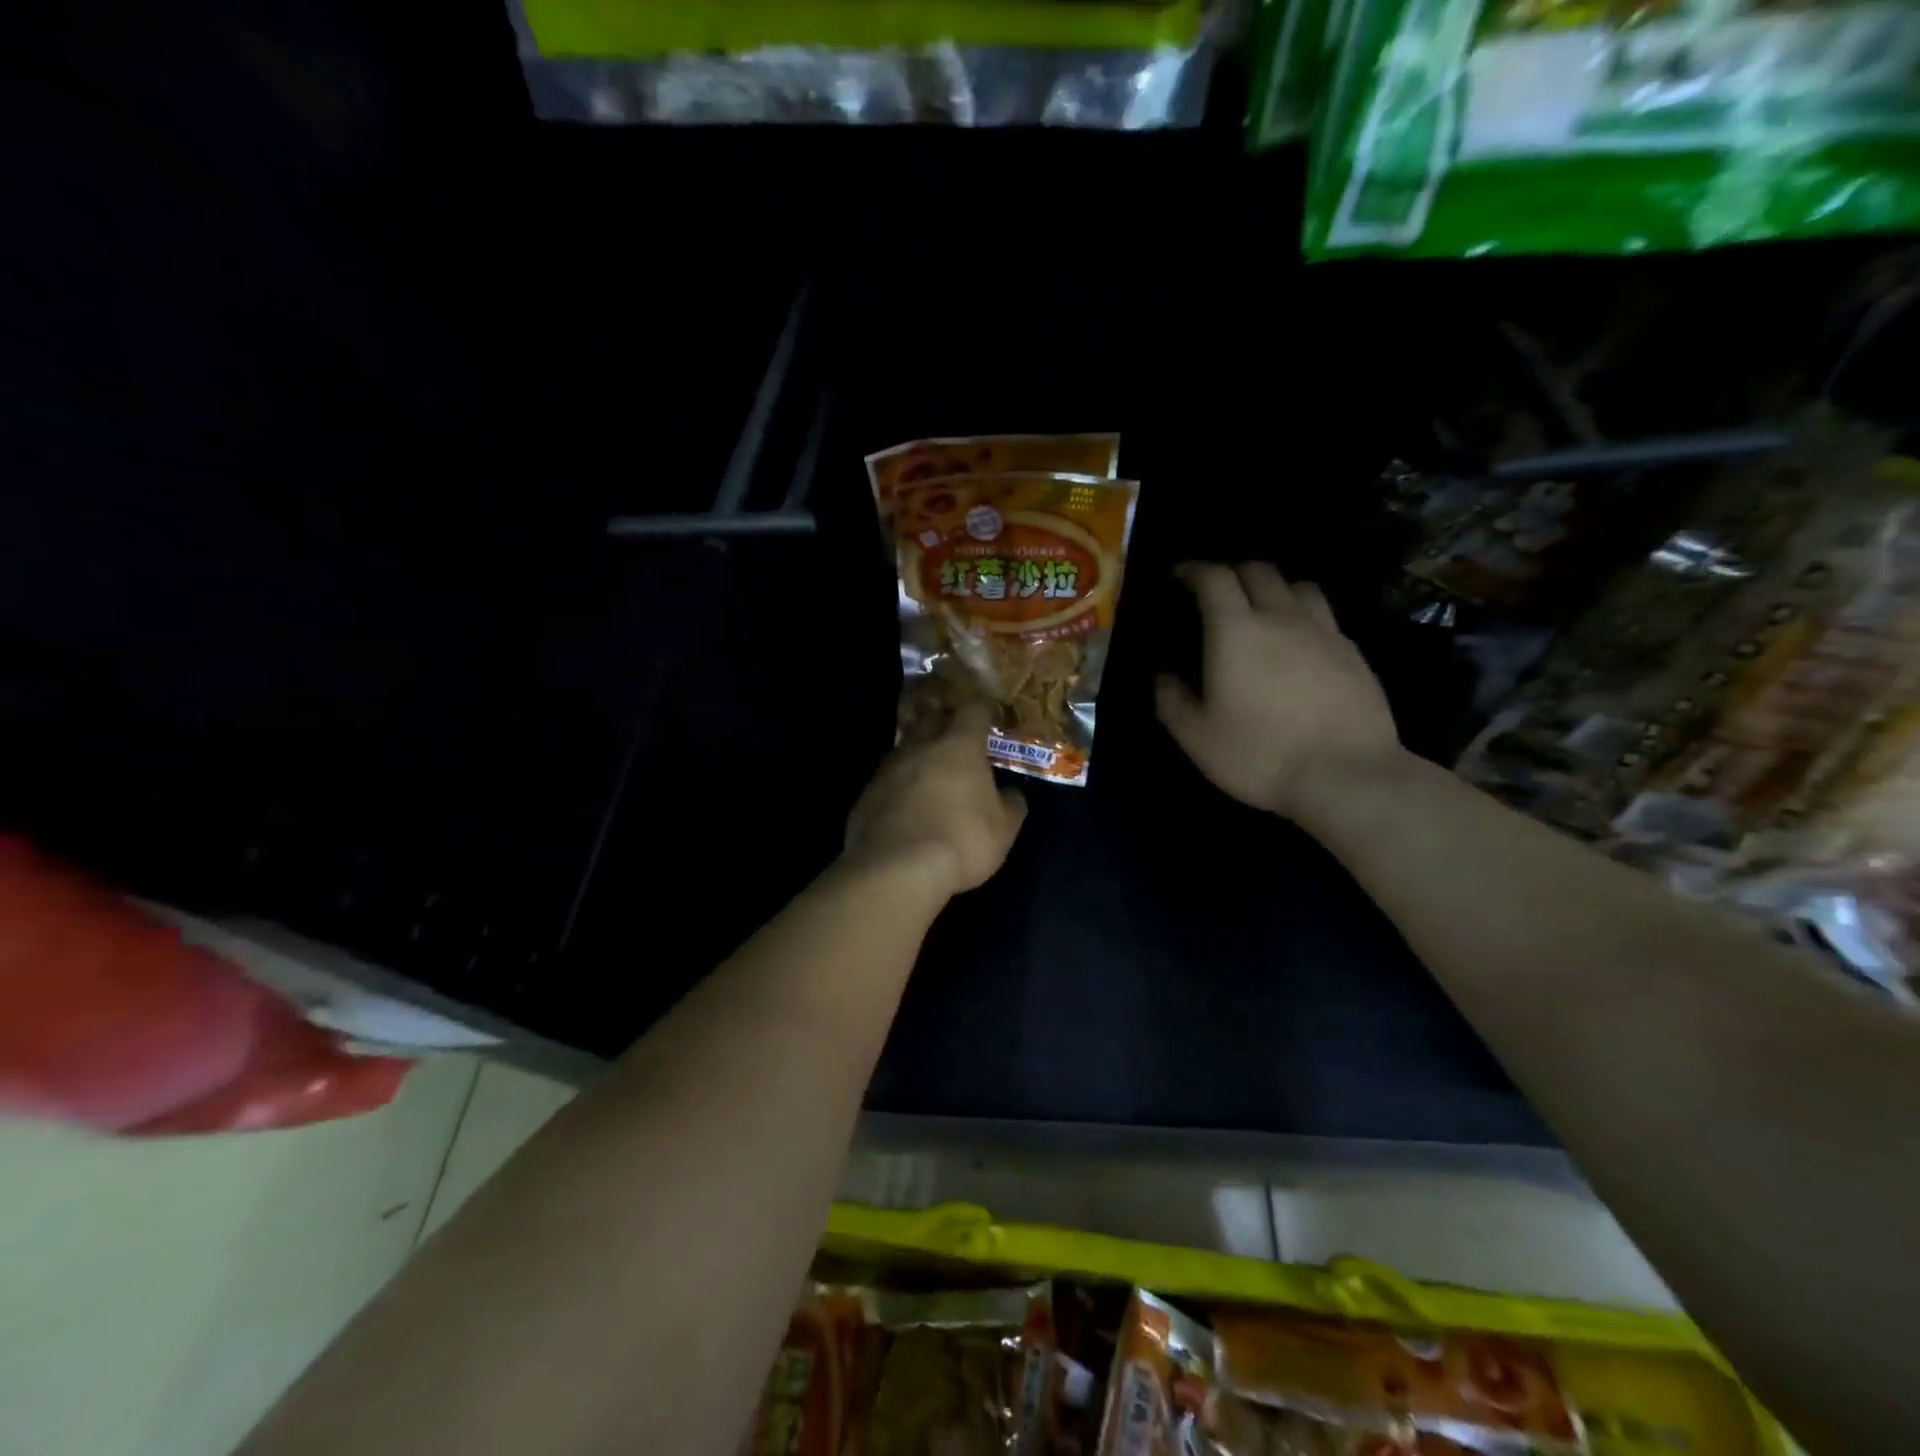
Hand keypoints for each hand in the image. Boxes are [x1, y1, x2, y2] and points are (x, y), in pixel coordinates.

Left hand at [844, 702, 1026, 897]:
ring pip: (904, 748)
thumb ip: (1010, 805)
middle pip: (930, 718)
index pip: (973, 710)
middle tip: (954, 733)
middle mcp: (920, 747)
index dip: (982, 709)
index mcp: (959, 746)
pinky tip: (903, 805)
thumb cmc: (962, 840)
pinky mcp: (865, 796)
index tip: (989, 713)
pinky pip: (885, 780)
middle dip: (943, 721)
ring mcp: (887, 770)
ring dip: (917, 754)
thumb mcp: (1003, 829)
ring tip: (927, 770)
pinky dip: (897, 786)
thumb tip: (1010, 794)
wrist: (896, 869)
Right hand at [1156, 562, 1400, 819]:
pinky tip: (1300, 643)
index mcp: (1236, 631)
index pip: (1214, 579)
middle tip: (1217, 591)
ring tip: (1263, 609)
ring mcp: (1324, 632)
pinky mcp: (1354, 653)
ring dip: (1274, 587)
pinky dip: (1304, 615)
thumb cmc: (1259, 754)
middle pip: (1259, 571)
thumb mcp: (1196, 737)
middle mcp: (1281, 618)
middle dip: (1233, 572)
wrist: (1346, 774)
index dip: (1193, 570)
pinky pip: (1325, 616)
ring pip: (1298, 586)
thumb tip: (1163, 677)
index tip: (1179, 575)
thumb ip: (1172, 701)